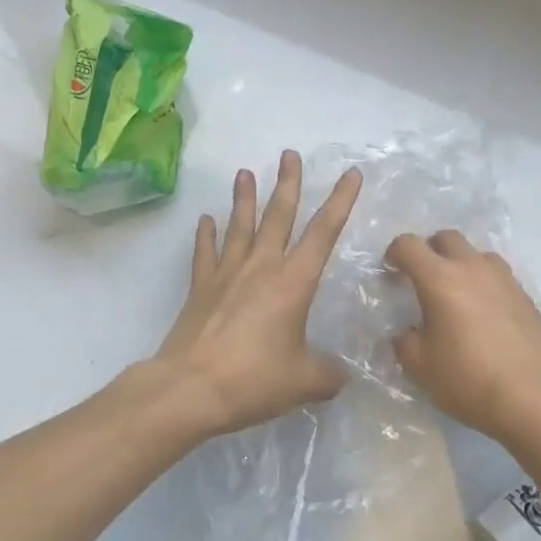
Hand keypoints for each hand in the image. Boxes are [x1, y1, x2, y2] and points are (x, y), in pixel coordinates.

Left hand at [153, 151, 363, 436]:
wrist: (190, 387)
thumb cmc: (254, 378)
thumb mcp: (303, 381)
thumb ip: (327, 375)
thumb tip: (339, 377)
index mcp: (294, 281)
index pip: (324, 232)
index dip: (340, 201)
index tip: (351, 174)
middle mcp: (261, 267)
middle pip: (278, 215)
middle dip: (288, 183)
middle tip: (289, 153)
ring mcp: (226, 274)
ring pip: (240, 226)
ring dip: (244, 198)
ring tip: (245, 172)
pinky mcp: (200, 288)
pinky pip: (205, 253)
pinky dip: (205, 235)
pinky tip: (205, 220)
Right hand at [386, 230, 540, 445]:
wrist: (532, 399)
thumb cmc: (468, 380)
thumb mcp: (420, 367)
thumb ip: (405, 342)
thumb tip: (407, 332)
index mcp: (440, 280)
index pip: (409, 245)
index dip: (394, 254)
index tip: (390, 273)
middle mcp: (473, 269)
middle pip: (446, 238)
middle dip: (429, 251)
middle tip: (422, 280)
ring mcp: (504, 280)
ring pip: (477, 254)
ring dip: (461, 264)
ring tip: (456, 295)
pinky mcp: (526, 297)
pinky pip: (498, 276)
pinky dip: (484, 284)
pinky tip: (483, 315)